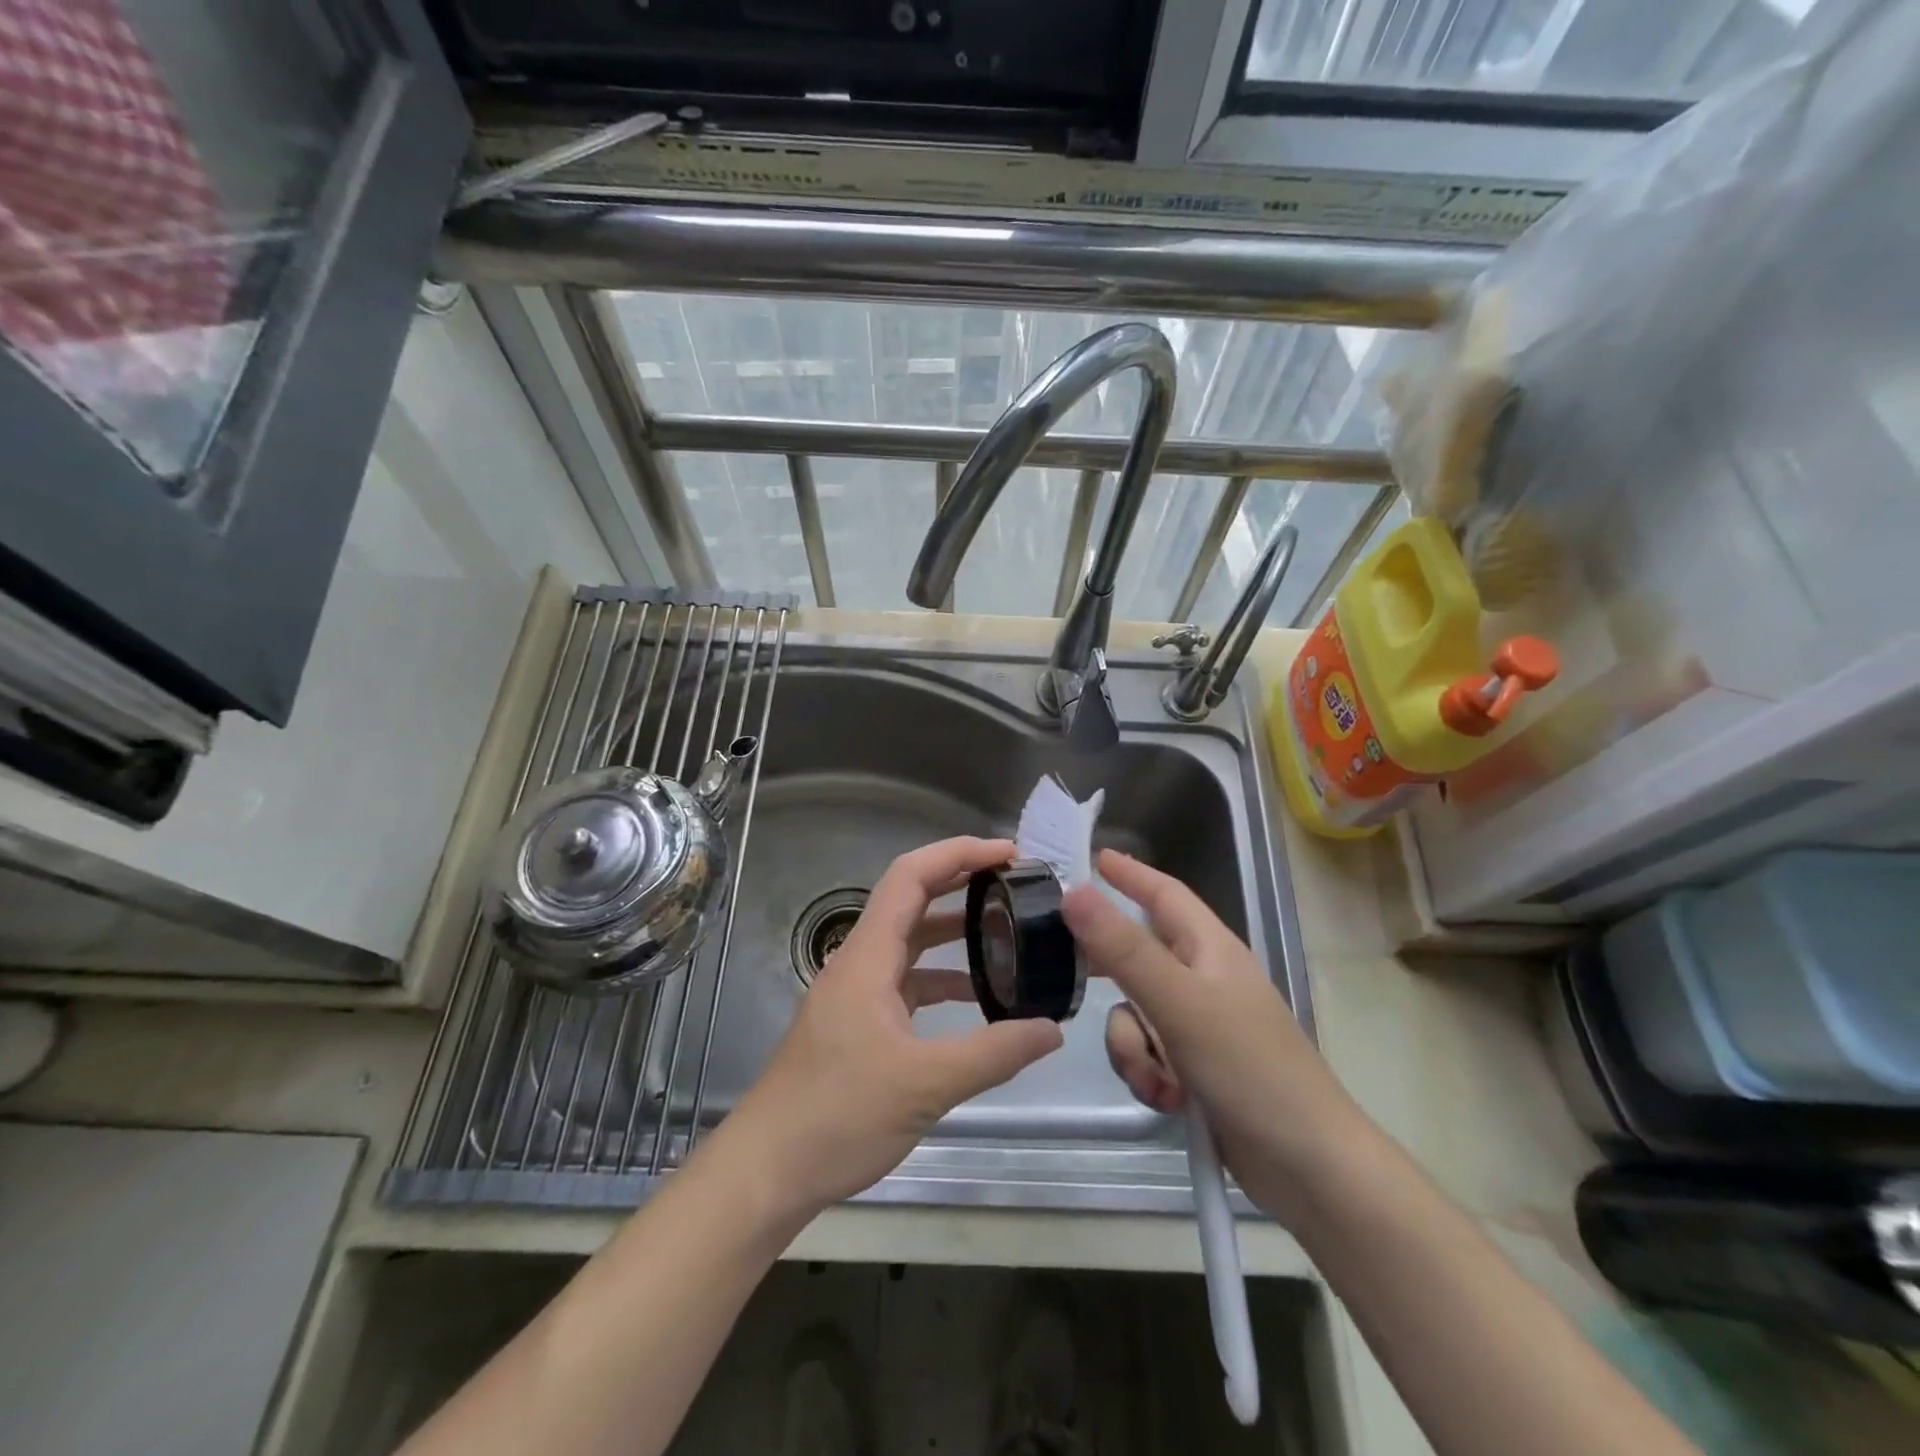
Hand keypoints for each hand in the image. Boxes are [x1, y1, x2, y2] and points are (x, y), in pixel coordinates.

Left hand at [723, 836, 1064, 1217]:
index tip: (1008, 853)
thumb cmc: (838, 1115)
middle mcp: (860, 962)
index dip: (959, 853)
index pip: (912, 877)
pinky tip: (976, 997)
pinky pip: (907, 981)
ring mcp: (858, 993)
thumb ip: (993, 1053)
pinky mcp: (860, 1023)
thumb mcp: (925, 1084)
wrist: (768, 1169)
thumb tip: (1051, 1028)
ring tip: (1007, 930)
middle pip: (912, 899)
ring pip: (910, 942)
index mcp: (868, 957)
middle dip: (962, 881)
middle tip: (1015, 882)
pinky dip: (942, 977)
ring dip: (954, 930)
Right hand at [1062, 849, 1368, 1220]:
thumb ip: (1123, 948)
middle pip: (1139, 955)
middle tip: (1065, 963)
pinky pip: (1147, 1054)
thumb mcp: (1179, 1002)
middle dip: (1110, 968)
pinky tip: (1168, 1100)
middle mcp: (1203, 979)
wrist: (1308, 1168)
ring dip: (1132, 1045)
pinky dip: (1148, 1074)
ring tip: (1156, 1076)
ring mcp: (1199, 1026)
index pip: (1164, 894)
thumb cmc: (1249, 1068)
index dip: (1130, 874)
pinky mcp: (1195, 1069)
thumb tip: (1074, 892)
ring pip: (1135, 1013)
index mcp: (1210, 949)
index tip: (1093, 858)